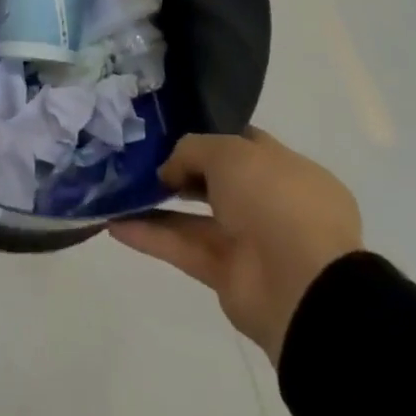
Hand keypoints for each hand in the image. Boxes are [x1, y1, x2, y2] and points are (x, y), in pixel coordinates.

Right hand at [110, 129, 361, 365]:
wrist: (302, 287)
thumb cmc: (274, 199)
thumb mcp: (229, 151)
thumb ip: (192, 149)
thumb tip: (170, 170)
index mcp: (288, 171)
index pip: (243, 144)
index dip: (208, 134)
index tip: (169, 128)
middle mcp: (272, 204)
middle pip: (217, 181)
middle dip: (179, 170)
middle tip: (139, 156)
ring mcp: (251, 243)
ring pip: (195, 217)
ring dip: (157, 204)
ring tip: (117, 186)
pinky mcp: (228, 276)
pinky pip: (184, 248)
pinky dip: (151, 236)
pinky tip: (113, 222)